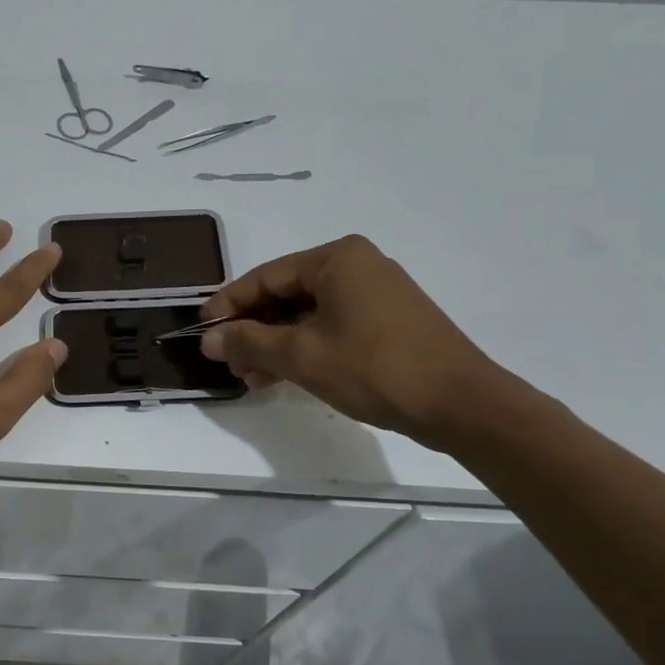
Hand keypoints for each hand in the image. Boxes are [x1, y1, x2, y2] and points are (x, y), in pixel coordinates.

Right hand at [197, 234, 508, 447]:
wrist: (462, 405)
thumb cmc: (375, 368)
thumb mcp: (301, 355)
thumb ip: (249, 342)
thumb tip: (209, 340)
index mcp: (336, 259)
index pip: (266, 277)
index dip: (229, 304)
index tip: (202, 330)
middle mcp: (356, 265)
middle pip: (286, 294)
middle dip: (253, 330)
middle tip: (228, 361)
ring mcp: (376, 293)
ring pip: (308, 314)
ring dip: (276, 344)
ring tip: (251, 377)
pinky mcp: (388, 321)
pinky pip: (332, 326)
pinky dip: (305, 348)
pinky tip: (282, 376)